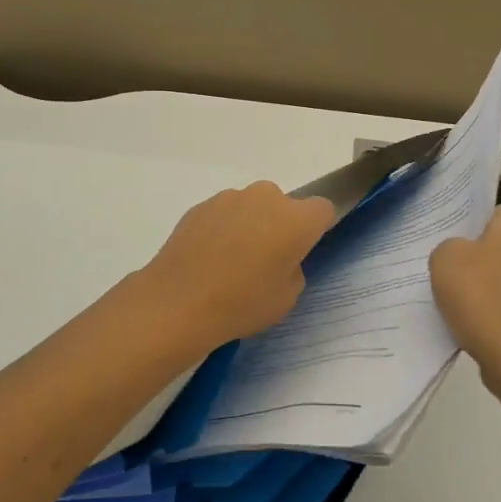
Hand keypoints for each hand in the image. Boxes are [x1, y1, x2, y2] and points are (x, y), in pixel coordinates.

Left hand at [137, 182, 336, 352]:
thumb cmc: (242, 303)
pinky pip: (224, 214)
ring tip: (230, 262)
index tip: (302, 251)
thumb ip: (293, 269)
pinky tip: (208, 259)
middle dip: (279, 225)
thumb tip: (279, 258)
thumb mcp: (286, 298)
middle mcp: (266, 198)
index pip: (322, 209)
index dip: (315, 228)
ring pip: (251, 207)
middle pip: (283, 205)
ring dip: (249, 225)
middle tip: (264, 261)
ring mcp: (230, 198)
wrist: (178, 302)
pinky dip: (222, 229)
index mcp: (296, 220)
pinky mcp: (201, 205)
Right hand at [430, 205, 500, 401]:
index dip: (465, 230)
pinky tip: (480, 331)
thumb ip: (448, 247)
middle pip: (500, 245)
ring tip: (460, 311)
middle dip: (476, 262)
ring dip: (488, 291)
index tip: (447, 254)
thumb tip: (463, 257)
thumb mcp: (445, 261)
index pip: (490, 212)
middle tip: (447, 281)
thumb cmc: (487, 302)